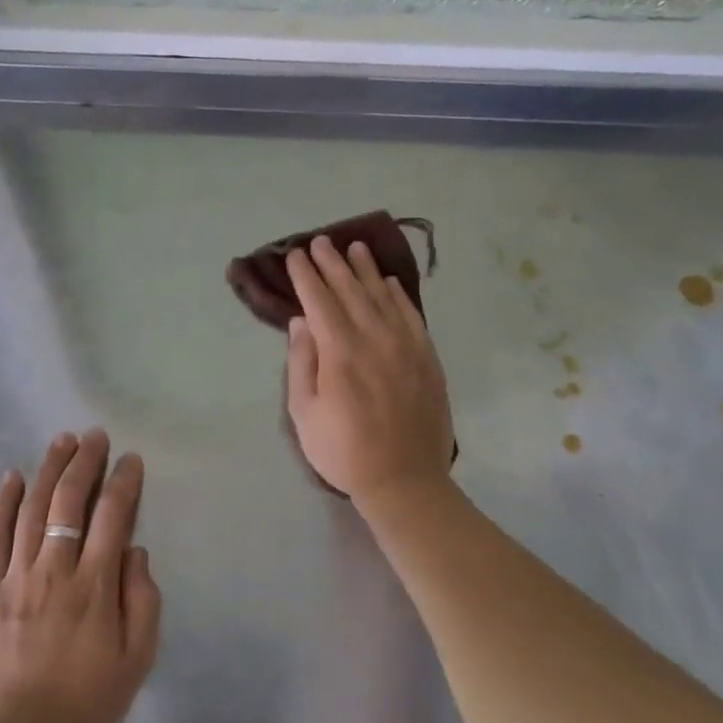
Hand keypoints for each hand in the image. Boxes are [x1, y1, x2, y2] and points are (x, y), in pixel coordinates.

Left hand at [0, 429, 161, 722]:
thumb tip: (135, 552)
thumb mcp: (137, 660)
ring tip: (61, 442)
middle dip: (84, 462)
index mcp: (95, 586)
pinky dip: (2, 504)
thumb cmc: (87, 704)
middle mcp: (55, 570)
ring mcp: (17, 577)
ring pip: (32, 509)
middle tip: (94, 436)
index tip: (130, 460)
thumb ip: (142, 601)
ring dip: (48, 470)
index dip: (123, 482)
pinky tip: (11, 478)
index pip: (113, 517)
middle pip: (69, 502)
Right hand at [285, 235, 454, 505]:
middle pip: (351, 290)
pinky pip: (411, 315)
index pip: (319, 301)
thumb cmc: (343, 450)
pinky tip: (388, 282)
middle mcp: (374, 338)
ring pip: (383, 296)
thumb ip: (301, 362)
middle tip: (321, 242)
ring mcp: (406, 346)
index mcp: (340, 352)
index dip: (307, 276)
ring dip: (366, 270)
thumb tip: (300, 322)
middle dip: (333, 264)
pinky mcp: (427, 357)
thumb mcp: (304, 412)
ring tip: (355, 248)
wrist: (404, 479)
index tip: (296, 255)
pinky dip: (398, 295)